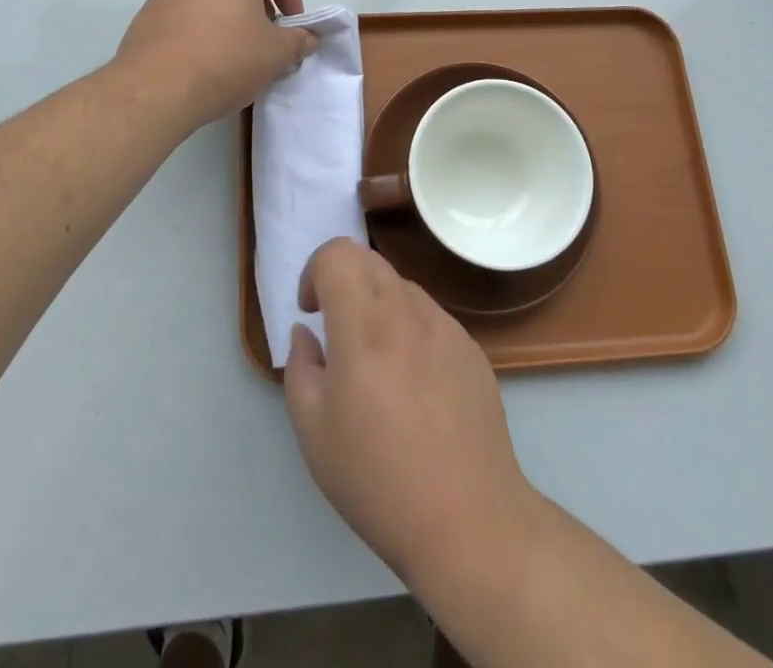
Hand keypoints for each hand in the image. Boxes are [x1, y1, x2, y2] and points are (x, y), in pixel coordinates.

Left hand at [114, 0, 318, 128]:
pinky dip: (202, 25)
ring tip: (235, 50)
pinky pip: (186, 9)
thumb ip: (298, 41)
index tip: (290, 21)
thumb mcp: (275, 54)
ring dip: (229, 12)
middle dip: (259, 0)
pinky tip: (204, 59)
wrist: (154, 91)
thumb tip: (309, 37)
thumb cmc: (224, 61)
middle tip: (265, 35)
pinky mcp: (149, 13)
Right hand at [284, 239, 536, 589]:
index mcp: (364, 325)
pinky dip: (410, 330)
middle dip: (344, 282)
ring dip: (379, 305)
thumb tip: (307, 333)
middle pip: (370, 260)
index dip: (315, 270)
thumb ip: (301, 368)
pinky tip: (415, 386)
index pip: (338, 253)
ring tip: (377, 365)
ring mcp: (446, 326)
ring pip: (402, 287)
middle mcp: (407, 311)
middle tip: (337, 332)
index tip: (312, 311)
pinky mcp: (471, 348)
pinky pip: (431, 318)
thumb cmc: (378, 479)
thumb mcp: (314, 432)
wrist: (468, 518)